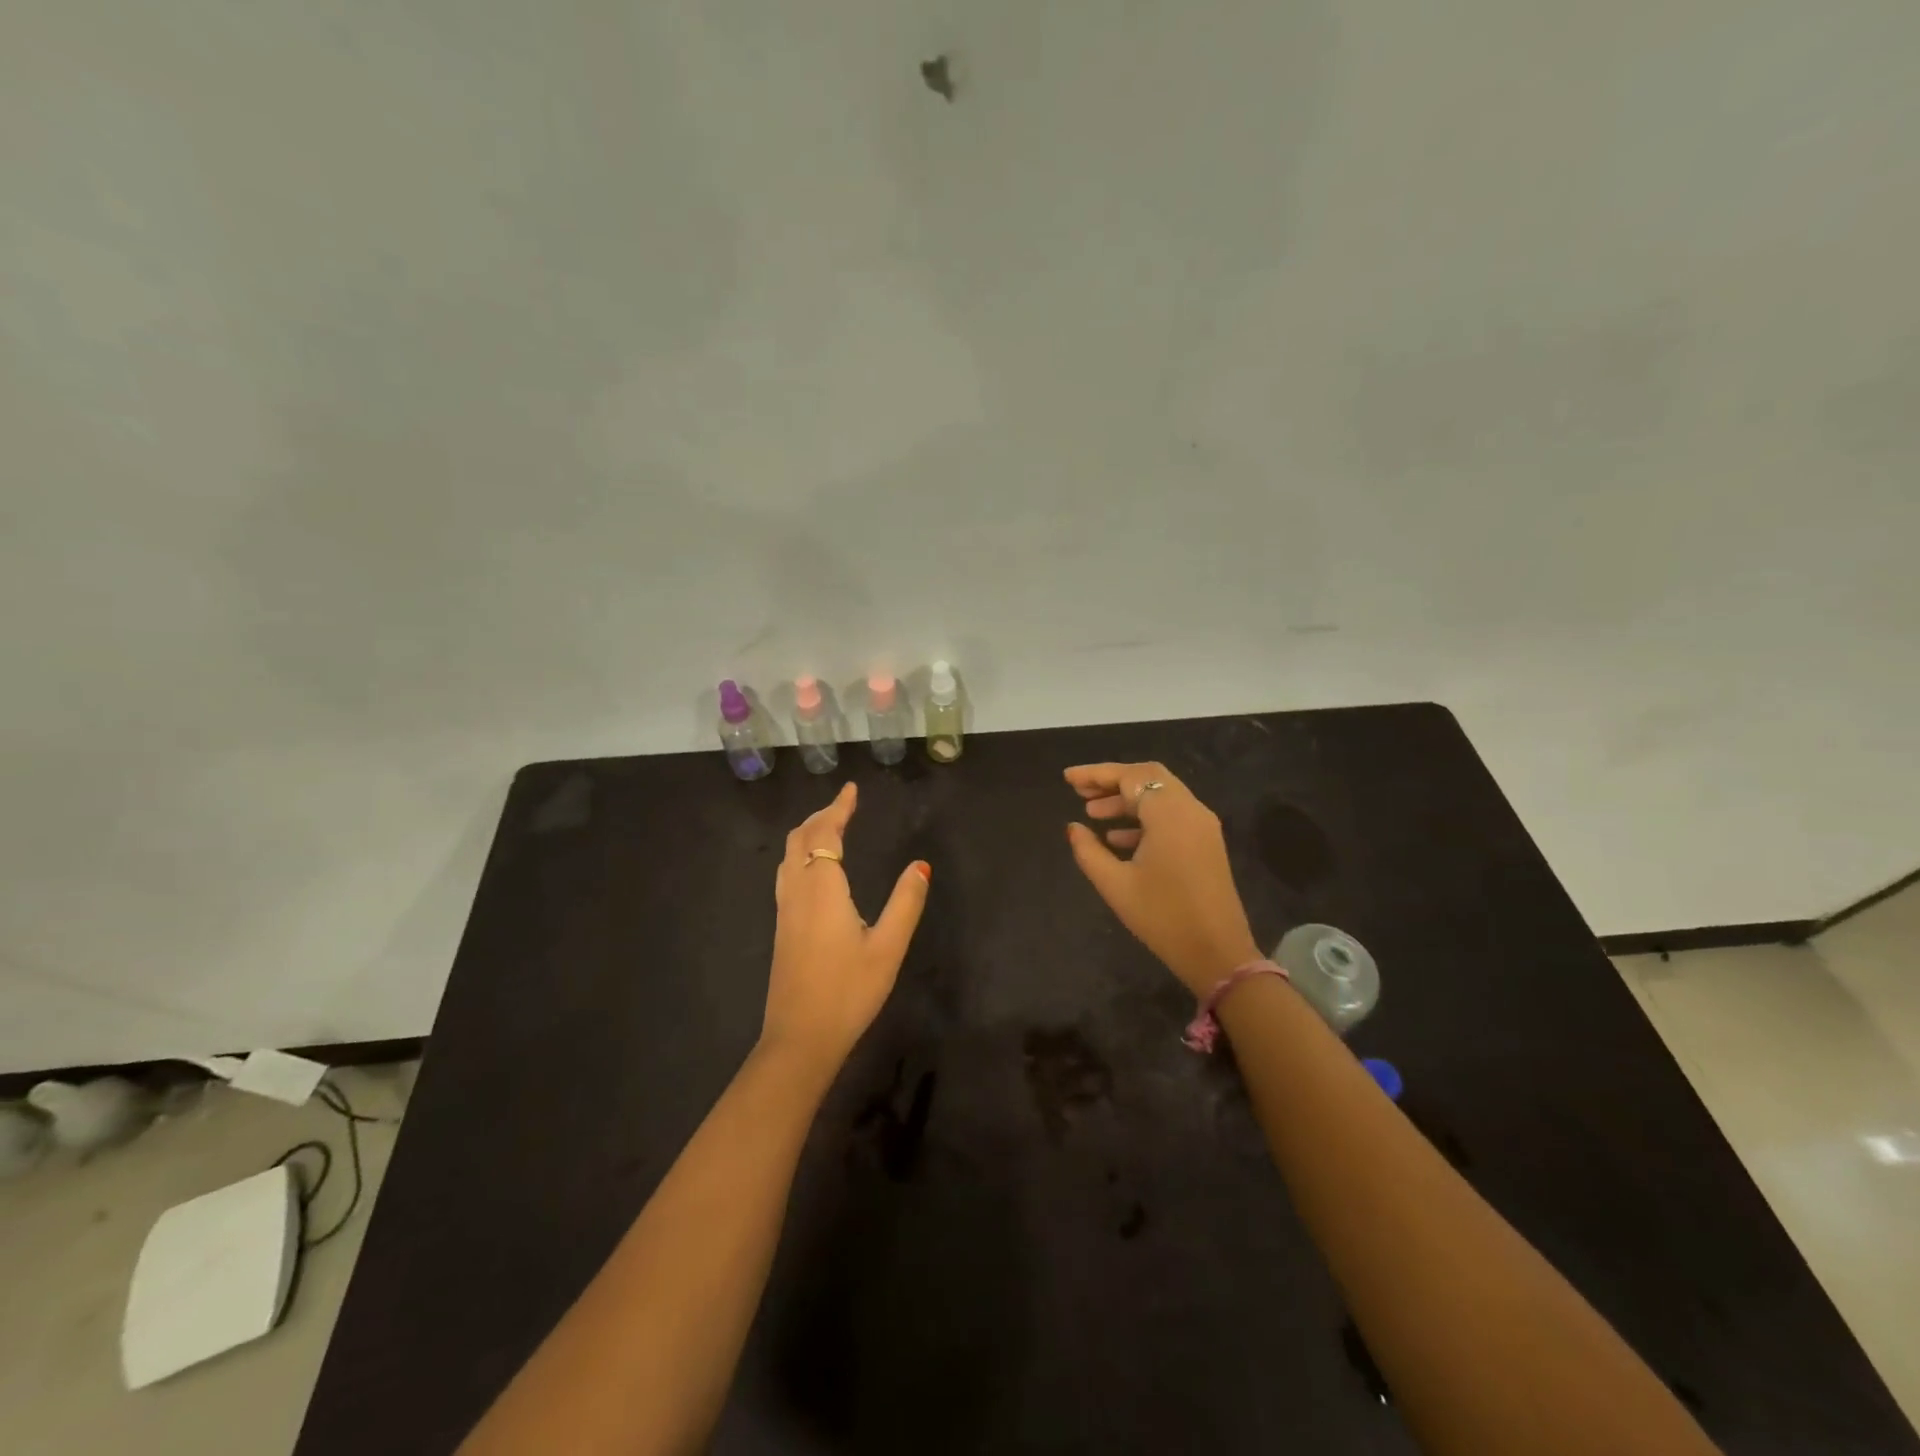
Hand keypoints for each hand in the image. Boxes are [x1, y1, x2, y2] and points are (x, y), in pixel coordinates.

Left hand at [763, 782, 930, 1073]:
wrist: (800, 1038)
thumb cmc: (848, 991)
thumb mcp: (888, 947)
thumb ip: (905, 903)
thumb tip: (920, 865)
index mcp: (822, 889)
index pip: (825, 834)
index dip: (838, 808)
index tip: (852, 789)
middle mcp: (798, 892)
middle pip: (800, 839)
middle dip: (821, 817)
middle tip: (845, 806)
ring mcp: (785, 911)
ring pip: (788, 857)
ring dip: (808, 834)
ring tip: (831, 829)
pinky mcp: (782, 928)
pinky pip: (787, 874)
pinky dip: (801, 855)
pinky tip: (817, 870)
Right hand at [1065, 762, 1260, 995]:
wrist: (1218, 954)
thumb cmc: (1163, 917)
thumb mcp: (1115, 885)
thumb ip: (1089, 851)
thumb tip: (1073, 828)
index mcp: (1169, 815)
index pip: (1130, 777)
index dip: (1096, 773)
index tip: (1068, 778)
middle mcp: (1190, 810)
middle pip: (1148, 777)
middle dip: (1112, 781)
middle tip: (1080, 791)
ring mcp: (1202, 826)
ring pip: (1161, 795)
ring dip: (1127, 799)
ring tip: (1092, 813)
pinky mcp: (1206, 843)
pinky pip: (1172, 815)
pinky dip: (1144, 817)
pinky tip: (1116, 838)